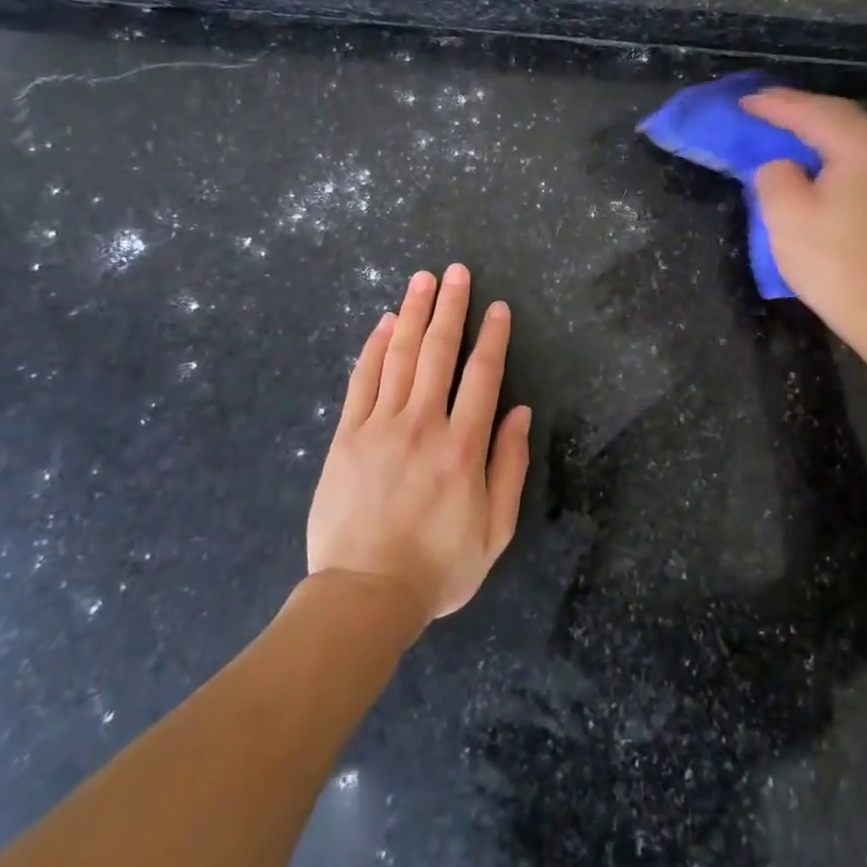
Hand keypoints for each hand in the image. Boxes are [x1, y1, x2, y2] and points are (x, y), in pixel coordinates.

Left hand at [306, 264, 531, 626]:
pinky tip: (385, 322)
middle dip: (451, 307)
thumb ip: (510, 467)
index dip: (492, 336)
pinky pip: (362, 380)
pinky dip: (374, 347)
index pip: (482, 375)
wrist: (364, 595)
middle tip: (457, 271)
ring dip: (414, 313)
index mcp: (464, 447)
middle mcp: (423, 424)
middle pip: (439, 352)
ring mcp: (380, 426)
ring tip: (423, 280)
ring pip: (400, 356)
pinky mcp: (347, 436)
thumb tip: (519, 412)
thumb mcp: (495, 530)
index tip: (498, 307)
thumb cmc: (438, 567)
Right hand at [743, 89, 866, 341]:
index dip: (774, 106)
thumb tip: (784, 166)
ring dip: (817, 127)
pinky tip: (814, 156)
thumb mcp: (786, 214)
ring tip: (783, 126)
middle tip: (761, 107)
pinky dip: (832, 147)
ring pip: (853, 134)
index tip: (742, 102)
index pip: (812, 113)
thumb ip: (775, 174)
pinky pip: (862, 154)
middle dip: (798, 108)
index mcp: (862, 147)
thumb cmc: (833, 261)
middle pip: (838, 115)